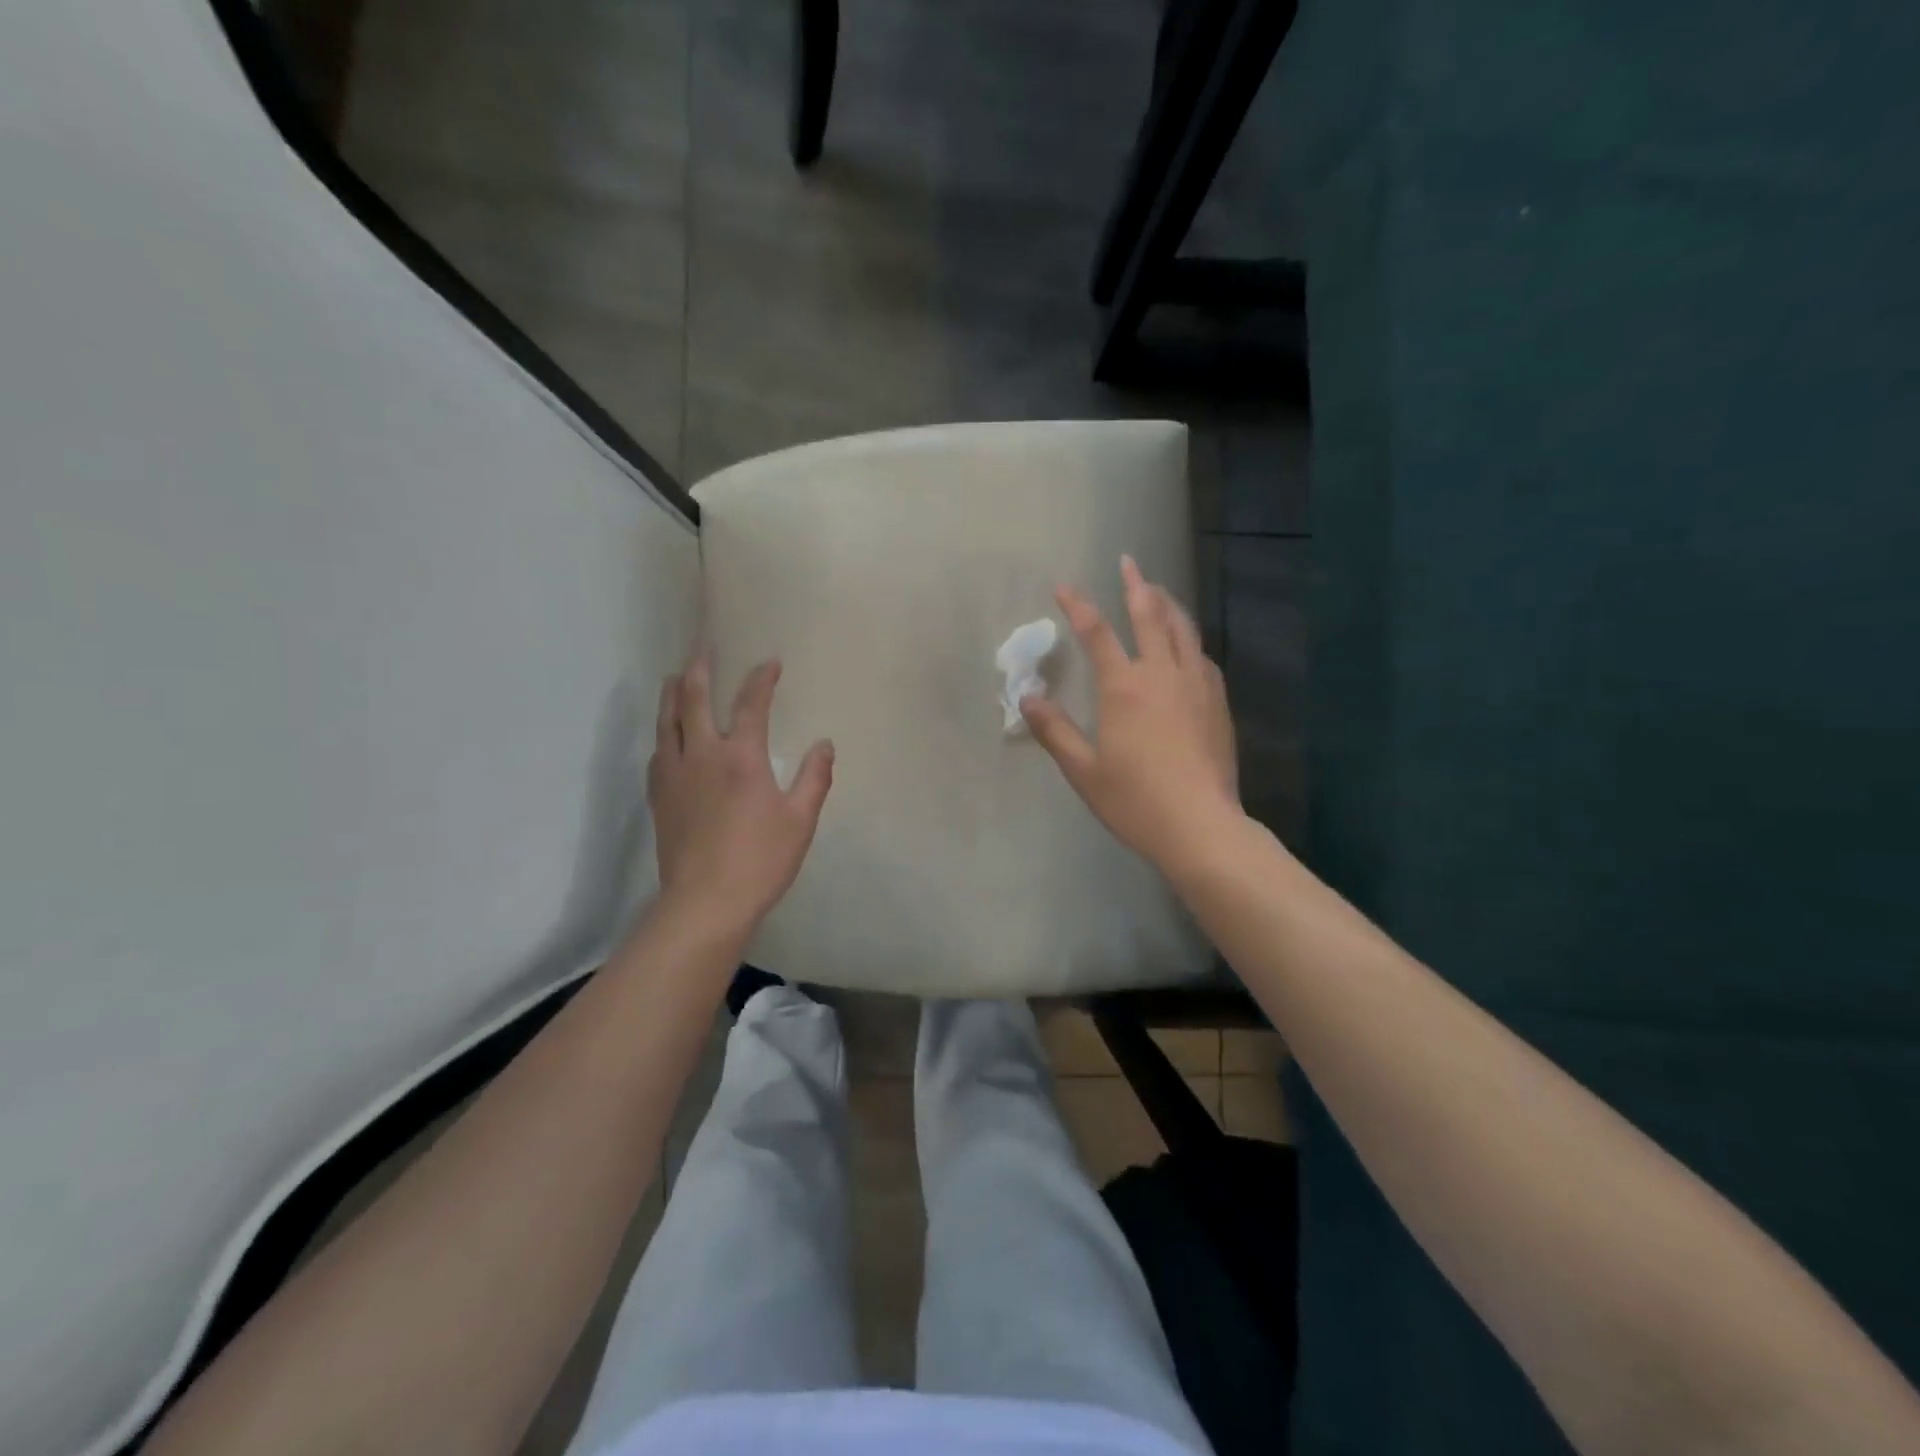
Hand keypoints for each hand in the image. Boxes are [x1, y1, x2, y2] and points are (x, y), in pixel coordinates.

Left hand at [648, 651, 833, 938]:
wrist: (705, 902)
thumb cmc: (761, 860)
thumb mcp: (800, 820)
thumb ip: (814, 778)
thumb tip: (825, 745)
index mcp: (742, 758)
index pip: (751, 704)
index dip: (761, 678)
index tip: (770, 662)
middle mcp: (702, 755)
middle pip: (694, 699)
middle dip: (700, 668)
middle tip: (702, 646)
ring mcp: (674, 775)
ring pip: (667, 721)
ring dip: (673, 693)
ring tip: (676, 677)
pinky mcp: (659, 797)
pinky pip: (657, 751)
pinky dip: (663, 732)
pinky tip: (666, 735)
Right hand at [1021, 556, 1240, 872]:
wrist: (1201, 826)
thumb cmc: (1135, 800)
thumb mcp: (1083, 770)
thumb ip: (1054, 730)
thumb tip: (1027, 698)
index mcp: (1124, 687)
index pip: (1097, 634)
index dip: (1078, 606)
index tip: (1063, 585)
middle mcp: (1162, 674)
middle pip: (1150, 617)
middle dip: (1136, 586)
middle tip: (1129, 562)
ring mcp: (1196, 686)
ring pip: (1184, 630)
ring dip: (1168, 604)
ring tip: (1159, 591)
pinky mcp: (1218, 703)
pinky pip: (1202, 657)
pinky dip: (1189, 640)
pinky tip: (1188, 646)